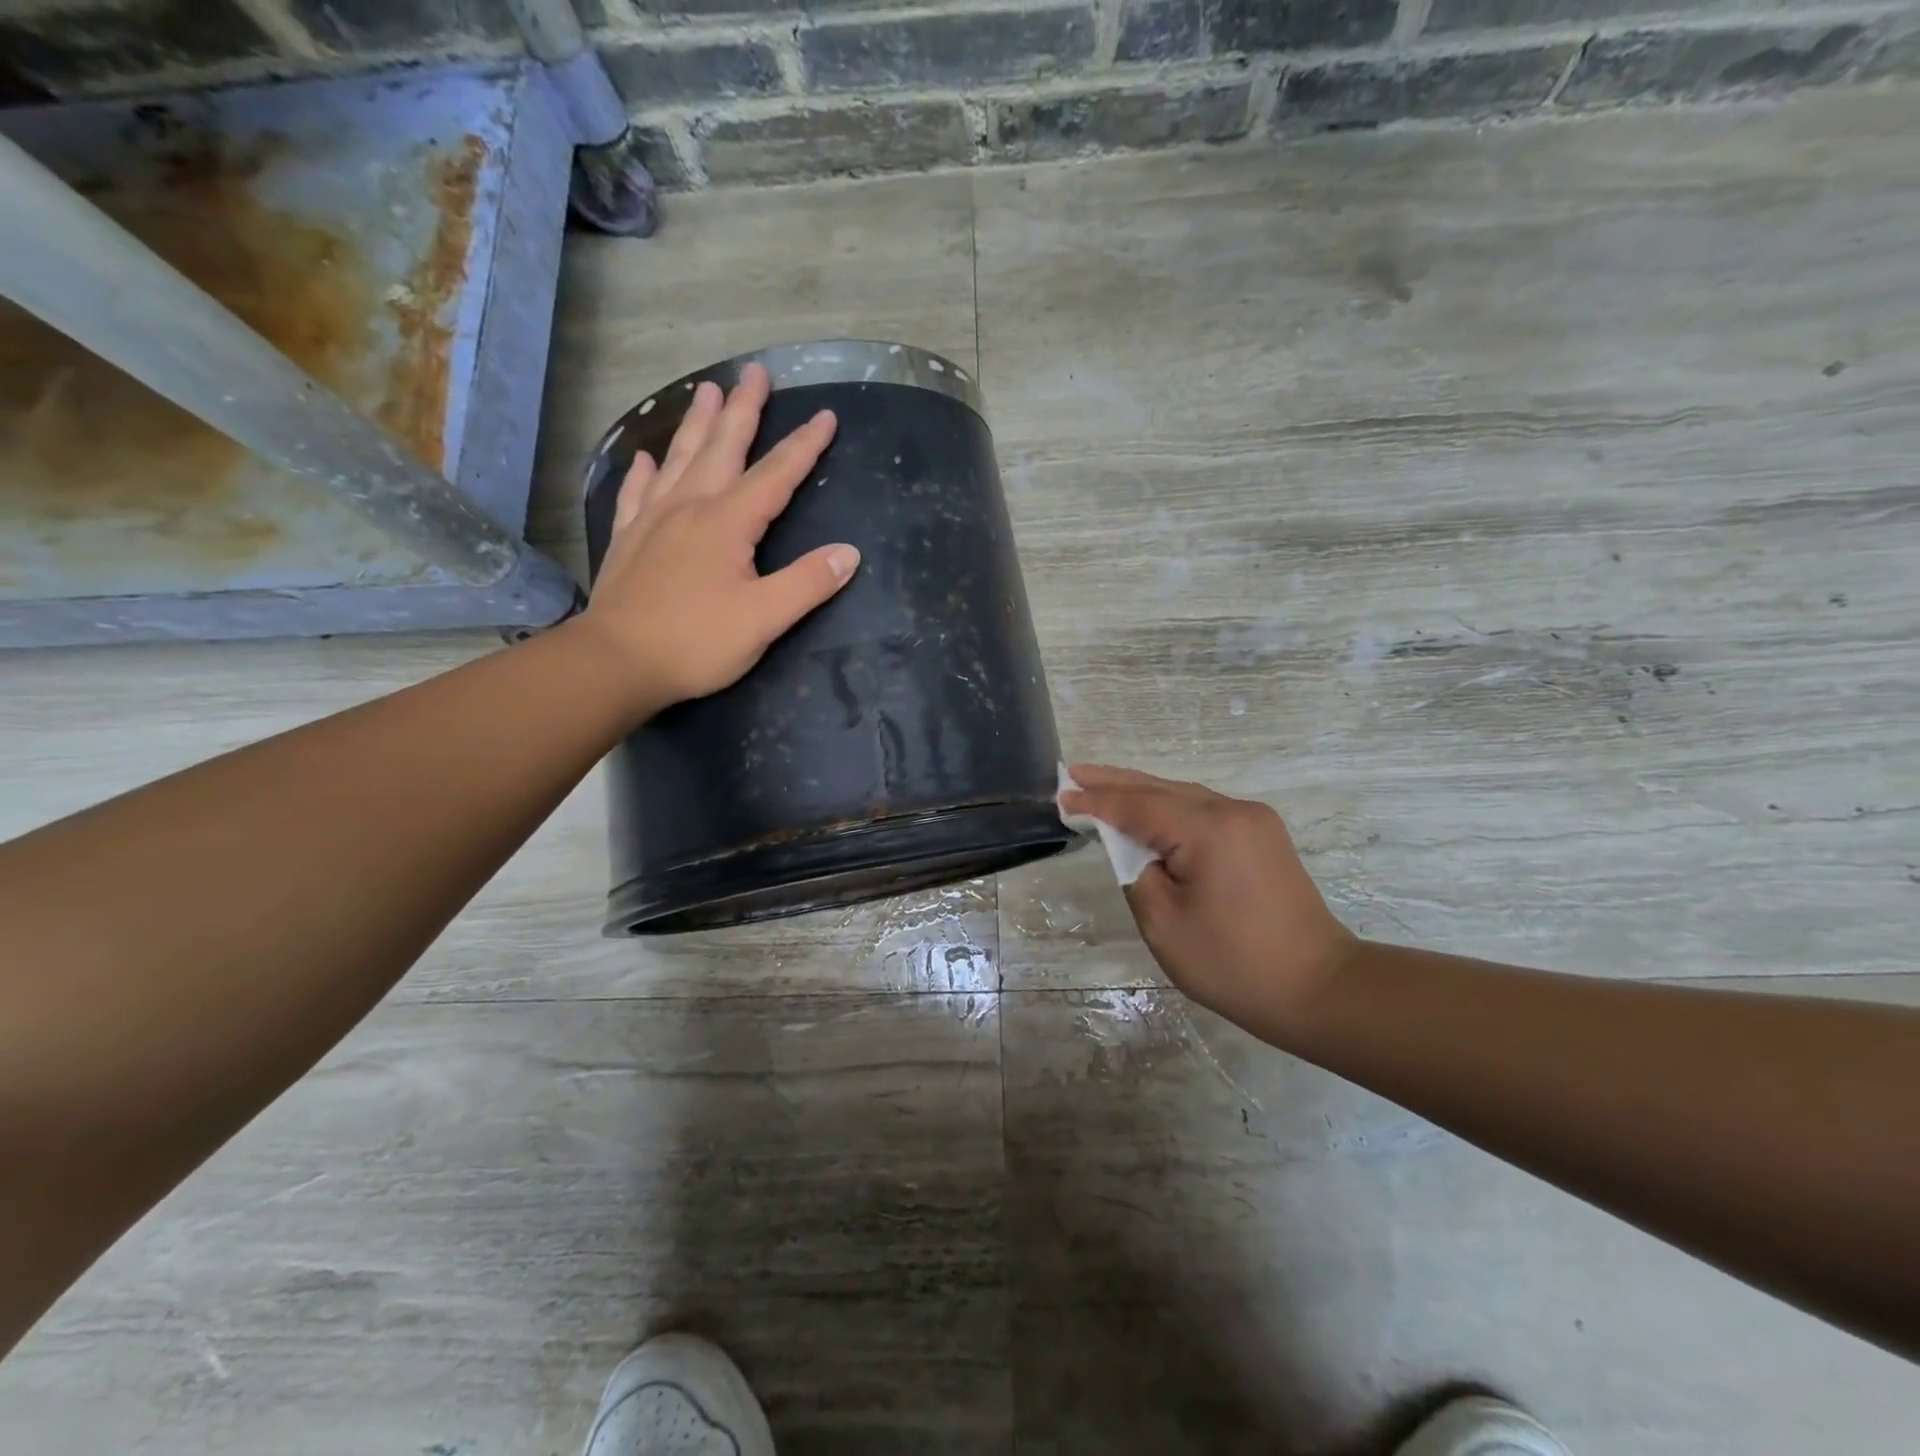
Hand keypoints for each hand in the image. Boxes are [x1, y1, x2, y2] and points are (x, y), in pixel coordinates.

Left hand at [576, 363, 859, 719]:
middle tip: (755, 372)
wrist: (616, 661)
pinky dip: (645, 472)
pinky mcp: (629, 540)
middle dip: (743, 409)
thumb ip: (808, 583)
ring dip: (697, 424)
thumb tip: (849, 553)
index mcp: (728, 523)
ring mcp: (653, 520)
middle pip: (722, 448)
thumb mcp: (764, 619)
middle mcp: (691, 508)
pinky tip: (646, 459)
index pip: (776, 475)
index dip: (803, 446)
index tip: (825, 416)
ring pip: (680, 459)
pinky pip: (637, 493)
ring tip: (707, 390)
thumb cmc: (696, 642)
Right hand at [1059, 765, 1358, 1039]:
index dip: (1096, 802)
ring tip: (1099, 785)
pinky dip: (1168, 808)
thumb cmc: (1233, 963)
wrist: (1318, 988)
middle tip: (1073, 771)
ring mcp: (1253, 820)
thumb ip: (1137, 871)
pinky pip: (1202, 810)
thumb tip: (1133, 847)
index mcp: (1208, 829)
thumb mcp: (1164, 923)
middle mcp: (1233, 811)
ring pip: (1182, 796)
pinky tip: (1146, 810)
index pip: (1137, 805)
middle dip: (1114, 782)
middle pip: (1160, 789)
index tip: (1061, 795)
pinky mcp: (1261, 835)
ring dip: (1141, 792)